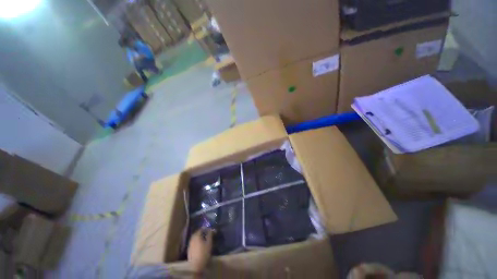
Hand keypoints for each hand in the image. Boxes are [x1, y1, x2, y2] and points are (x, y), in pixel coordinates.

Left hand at [187, 228, 213, 273]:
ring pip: (194, 238)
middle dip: (201, 232)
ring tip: (204, 239)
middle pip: (197, 233)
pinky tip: (199, 244)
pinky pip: (193, 242)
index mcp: (197, 236)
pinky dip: (196, 241)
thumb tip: (211, 229)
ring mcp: (190, 244)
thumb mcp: (209, 243)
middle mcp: (192, 239)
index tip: (209, 229)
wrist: (196, 265)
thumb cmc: (204, 253)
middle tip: (206, 233)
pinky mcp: (189, 249)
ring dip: (199, 237)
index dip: (205, 228)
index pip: (201, 229)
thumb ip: (210, 235)